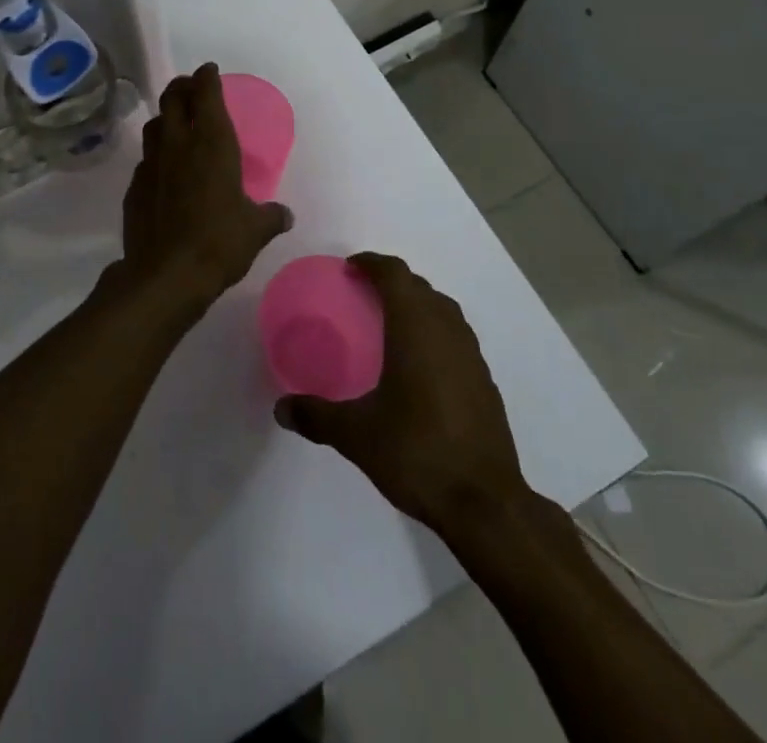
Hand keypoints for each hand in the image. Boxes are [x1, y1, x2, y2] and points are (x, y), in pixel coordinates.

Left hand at [119, 64, 291, 311]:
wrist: (166, 275)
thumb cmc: (219, 242)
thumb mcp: (256, 230)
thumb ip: (271, 216)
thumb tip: (285, 215)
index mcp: (212, 143)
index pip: (206, 93)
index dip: (207, 77)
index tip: (210, 70)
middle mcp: (179, 144)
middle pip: (173, 98)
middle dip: (182, 86)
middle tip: (191, 86)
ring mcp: (152, 164)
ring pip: (154, 124)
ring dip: (166, 116)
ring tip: (176, 121)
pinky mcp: (135, 187)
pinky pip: (146, 159)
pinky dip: (156, 153)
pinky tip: (164, 168)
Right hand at [274, 253, 525, 531]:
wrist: (485, 503)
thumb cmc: (416, 453)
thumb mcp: (356, 435)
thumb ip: (316, 416)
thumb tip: (281, 408)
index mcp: (415, 329)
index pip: (395, 274)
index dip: (372, 263)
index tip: (350, 268)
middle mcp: (446, 331)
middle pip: (420, 287)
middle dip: (392, 281)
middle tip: (363, 293)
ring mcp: (471, 355)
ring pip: (443, 309)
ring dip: (417, 304)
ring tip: (390, 322)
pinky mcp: (485, 380)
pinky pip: (456, 336)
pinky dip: (435, 331)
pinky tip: (420, 363)